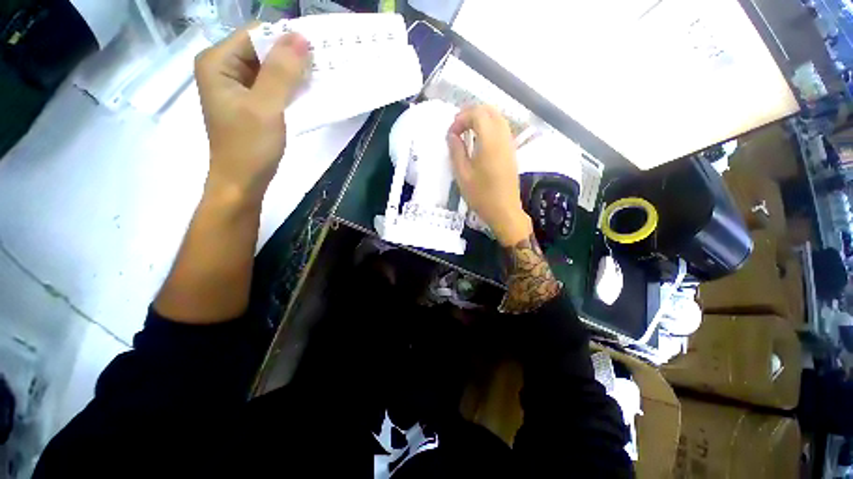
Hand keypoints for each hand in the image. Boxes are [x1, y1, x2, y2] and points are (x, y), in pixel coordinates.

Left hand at [195, 26, 309, 202]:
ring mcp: (236, 86)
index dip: (285, 39)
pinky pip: (272, 86)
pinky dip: (290, 88)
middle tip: (323, 65)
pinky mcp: (249, 102)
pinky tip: (307, 92)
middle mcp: (223, 68)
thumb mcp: (266, 107)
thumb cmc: (249, 147)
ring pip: (269, 68)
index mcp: (217, 62)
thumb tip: (301, 37)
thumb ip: (281, 72)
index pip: (256, 35)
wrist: (243, 182)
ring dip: (293, 73)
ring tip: (320, 77)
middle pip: (262, 50)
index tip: (316, 50)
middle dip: (291, 57)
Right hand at [447, 105, 532, 245]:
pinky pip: (502, 129)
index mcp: (490, 142)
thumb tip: (451, 135)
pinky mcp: (511, 152)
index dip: (461, 118)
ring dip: (481, 118)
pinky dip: (489, 127)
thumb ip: (456, 151)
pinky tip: (479, 140)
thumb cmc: (481, 196)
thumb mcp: (463, 175)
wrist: (504, 211)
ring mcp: (510, 144)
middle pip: (489, 110)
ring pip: (498, 118)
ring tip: (466, 131)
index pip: (477, 114)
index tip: (451, 133)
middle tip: (457, 127)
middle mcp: (503, 137)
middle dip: (471, 113)